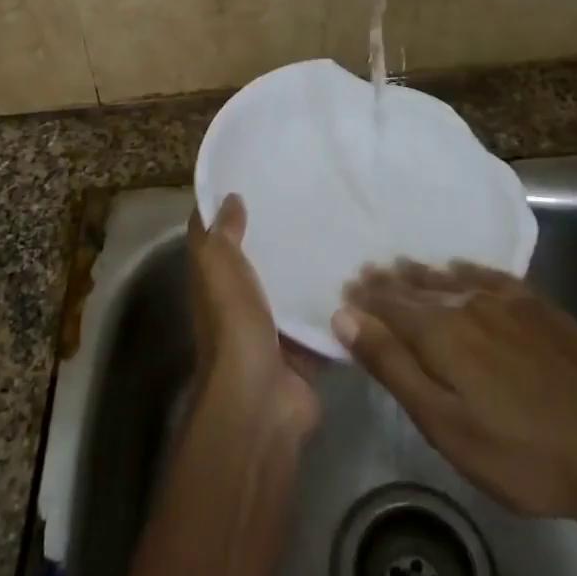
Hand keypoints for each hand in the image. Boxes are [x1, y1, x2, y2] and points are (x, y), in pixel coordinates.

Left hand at [189, 195, 320, 438]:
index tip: (257, 175)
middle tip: (313, 195)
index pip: (218, 235)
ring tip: (343, 225)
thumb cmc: (234, 325)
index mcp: (215, 280)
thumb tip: (230, 197)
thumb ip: (223, 234)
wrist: (263, 400)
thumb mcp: (219, 268)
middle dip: (280, 232)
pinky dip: (338, 302)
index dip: (228, 206)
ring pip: (294, 286)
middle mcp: (241, 301)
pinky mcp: (305, 347)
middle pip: (259, 259)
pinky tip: (360, 273)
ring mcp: (274, 326)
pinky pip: (323, 317)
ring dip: (312, 266)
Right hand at [334, 260, 576, 532]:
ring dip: (422, 274)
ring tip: (403, 266)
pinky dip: (468, 271)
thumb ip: (393, 367)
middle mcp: (468, 303)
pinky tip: (463, 269)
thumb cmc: (521, 452)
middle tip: (366, 273)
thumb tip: (346, 316)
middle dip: (389, 282)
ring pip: (452, 279)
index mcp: (440, 332)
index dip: (365, 300)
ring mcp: (508, 302)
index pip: (390, 306)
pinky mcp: (540, 307)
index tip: (345, 290)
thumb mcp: (445, 424)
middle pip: (418, 288)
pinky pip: (491, 276)